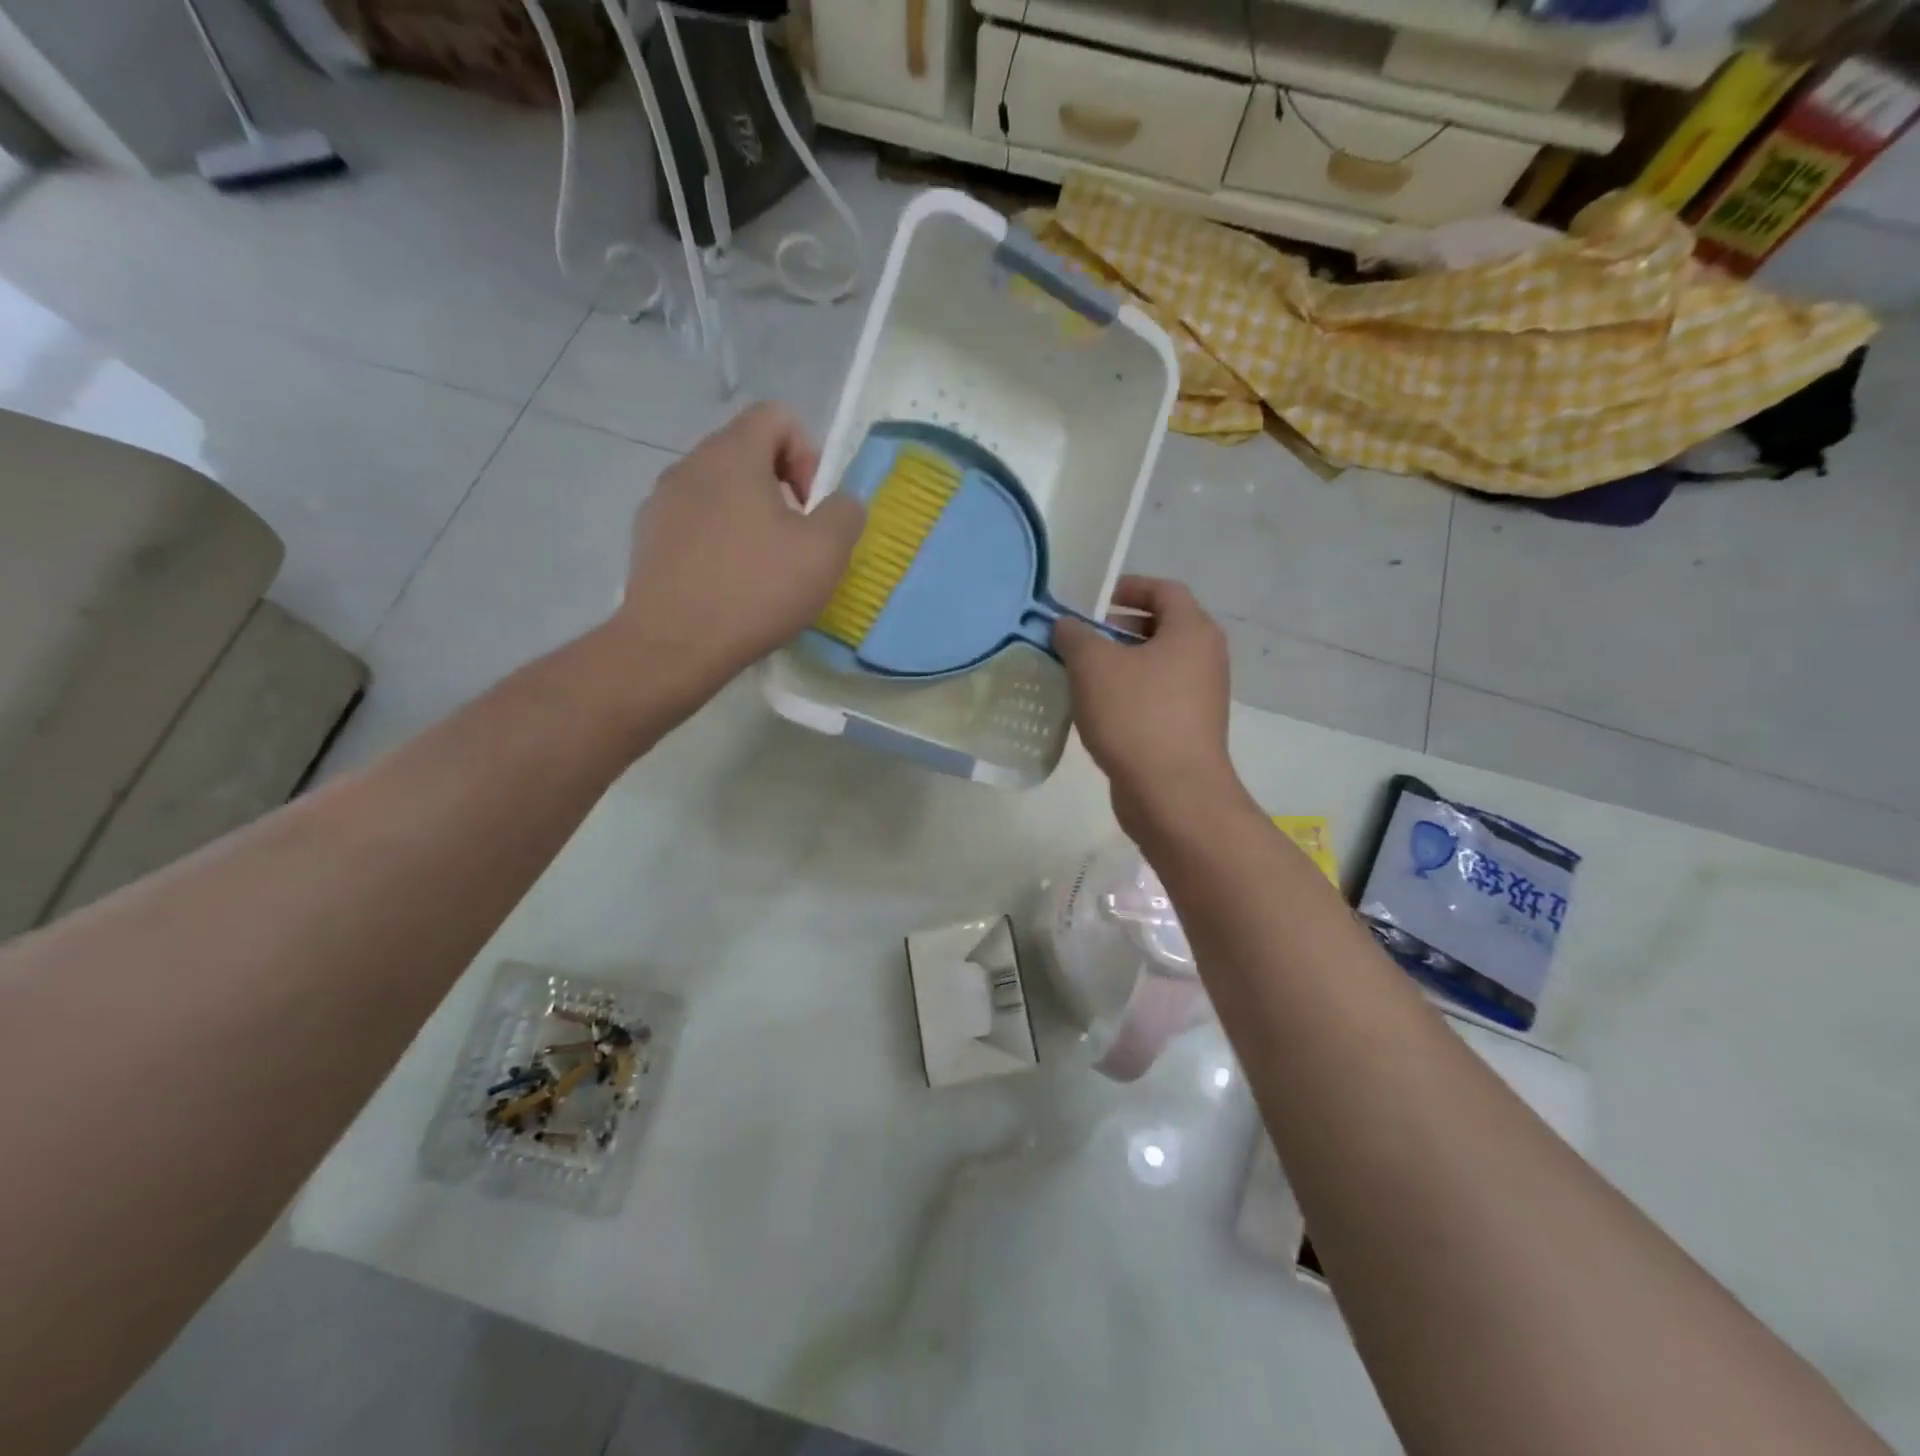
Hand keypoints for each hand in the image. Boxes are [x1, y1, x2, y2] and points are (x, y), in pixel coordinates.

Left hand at [612, 403, 864, 709]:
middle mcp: (689, 465)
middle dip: (781, 488)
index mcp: (732, 454)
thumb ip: (845, 513)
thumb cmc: (756, 590)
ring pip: (719, 491)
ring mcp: (661, 503)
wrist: (674, 645)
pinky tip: (729, 586)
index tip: (812, 505)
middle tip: (796, 540)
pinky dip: (718, 541)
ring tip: (763, 568)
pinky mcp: (647, 540)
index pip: (776, 415)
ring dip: (749, 516)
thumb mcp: (826, 552)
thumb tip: (840, 503)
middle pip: (746, 452)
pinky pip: (694, 524)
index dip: (807, 452)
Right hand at [1055, 576, 1248, 839]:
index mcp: (1192, 631)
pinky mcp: (1188, 729)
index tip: (1092, 601)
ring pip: (1155, 666)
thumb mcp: (1093, 665)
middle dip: (1117, 629)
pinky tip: (1095, 711)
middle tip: (1079, 639)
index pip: (1164, 590)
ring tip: (1078, 675)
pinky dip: (1127, 694)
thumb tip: (1066, 626)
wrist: (1173, 793)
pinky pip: (1155, 697)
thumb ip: (1075, 636)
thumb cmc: (1136, 716)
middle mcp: (1204, 658)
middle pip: (1160, 628)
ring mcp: (1200, 697)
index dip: (1128, 587)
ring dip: (1118, 665)